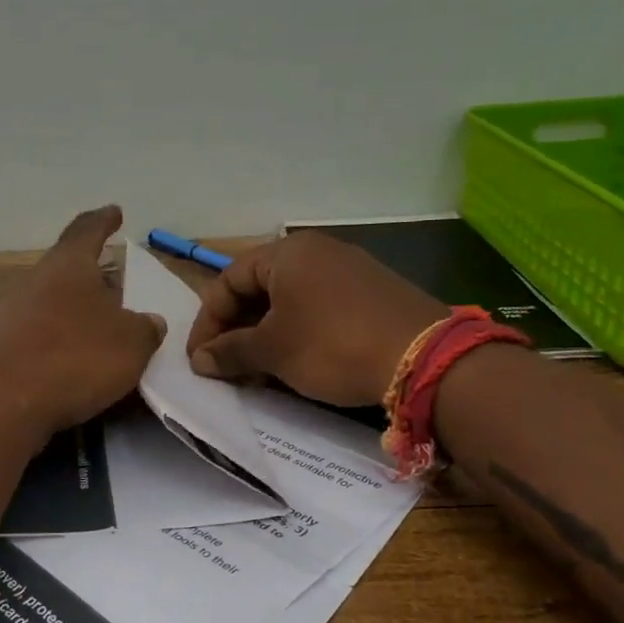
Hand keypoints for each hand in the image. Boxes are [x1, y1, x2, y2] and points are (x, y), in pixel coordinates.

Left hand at [0, 206, 166, 439]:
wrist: (2, 404)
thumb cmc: (75, 358)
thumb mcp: (131, 343)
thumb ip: (145, 329)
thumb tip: (149, 322)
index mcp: (68, 266)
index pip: (87, 229)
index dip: (103, 220)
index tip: (114, 212)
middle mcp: (36, 282)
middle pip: (67, 268)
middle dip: (92, 274)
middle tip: (116, 282)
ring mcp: (13, 315)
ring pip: (52, 302)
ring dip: (76, 310)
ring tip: (100, 325)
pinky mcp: (2, 349)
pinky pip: (40, 334)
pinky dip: (60, 339)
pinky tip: (74, 359)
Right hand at [186, 231, 446, 405]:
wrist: (424, 359)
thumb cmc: (332, 345)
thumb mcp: (273, 351)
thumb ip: (230, 352)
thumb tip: (200, 360)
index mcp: (286, 254)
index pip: (226, 281)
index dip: (206, 322)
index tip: (199, 359)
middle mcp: (317, 252)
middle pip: (258, 288)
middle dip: (236, 330)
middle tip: (226, 366)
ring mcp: (349, 270)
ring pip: (288, 301)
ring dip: (264, 335)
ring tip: (257, 371)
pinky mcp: (371, 293)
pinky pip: (318, 308)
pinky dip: (297, 334)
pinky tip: (296, 364)